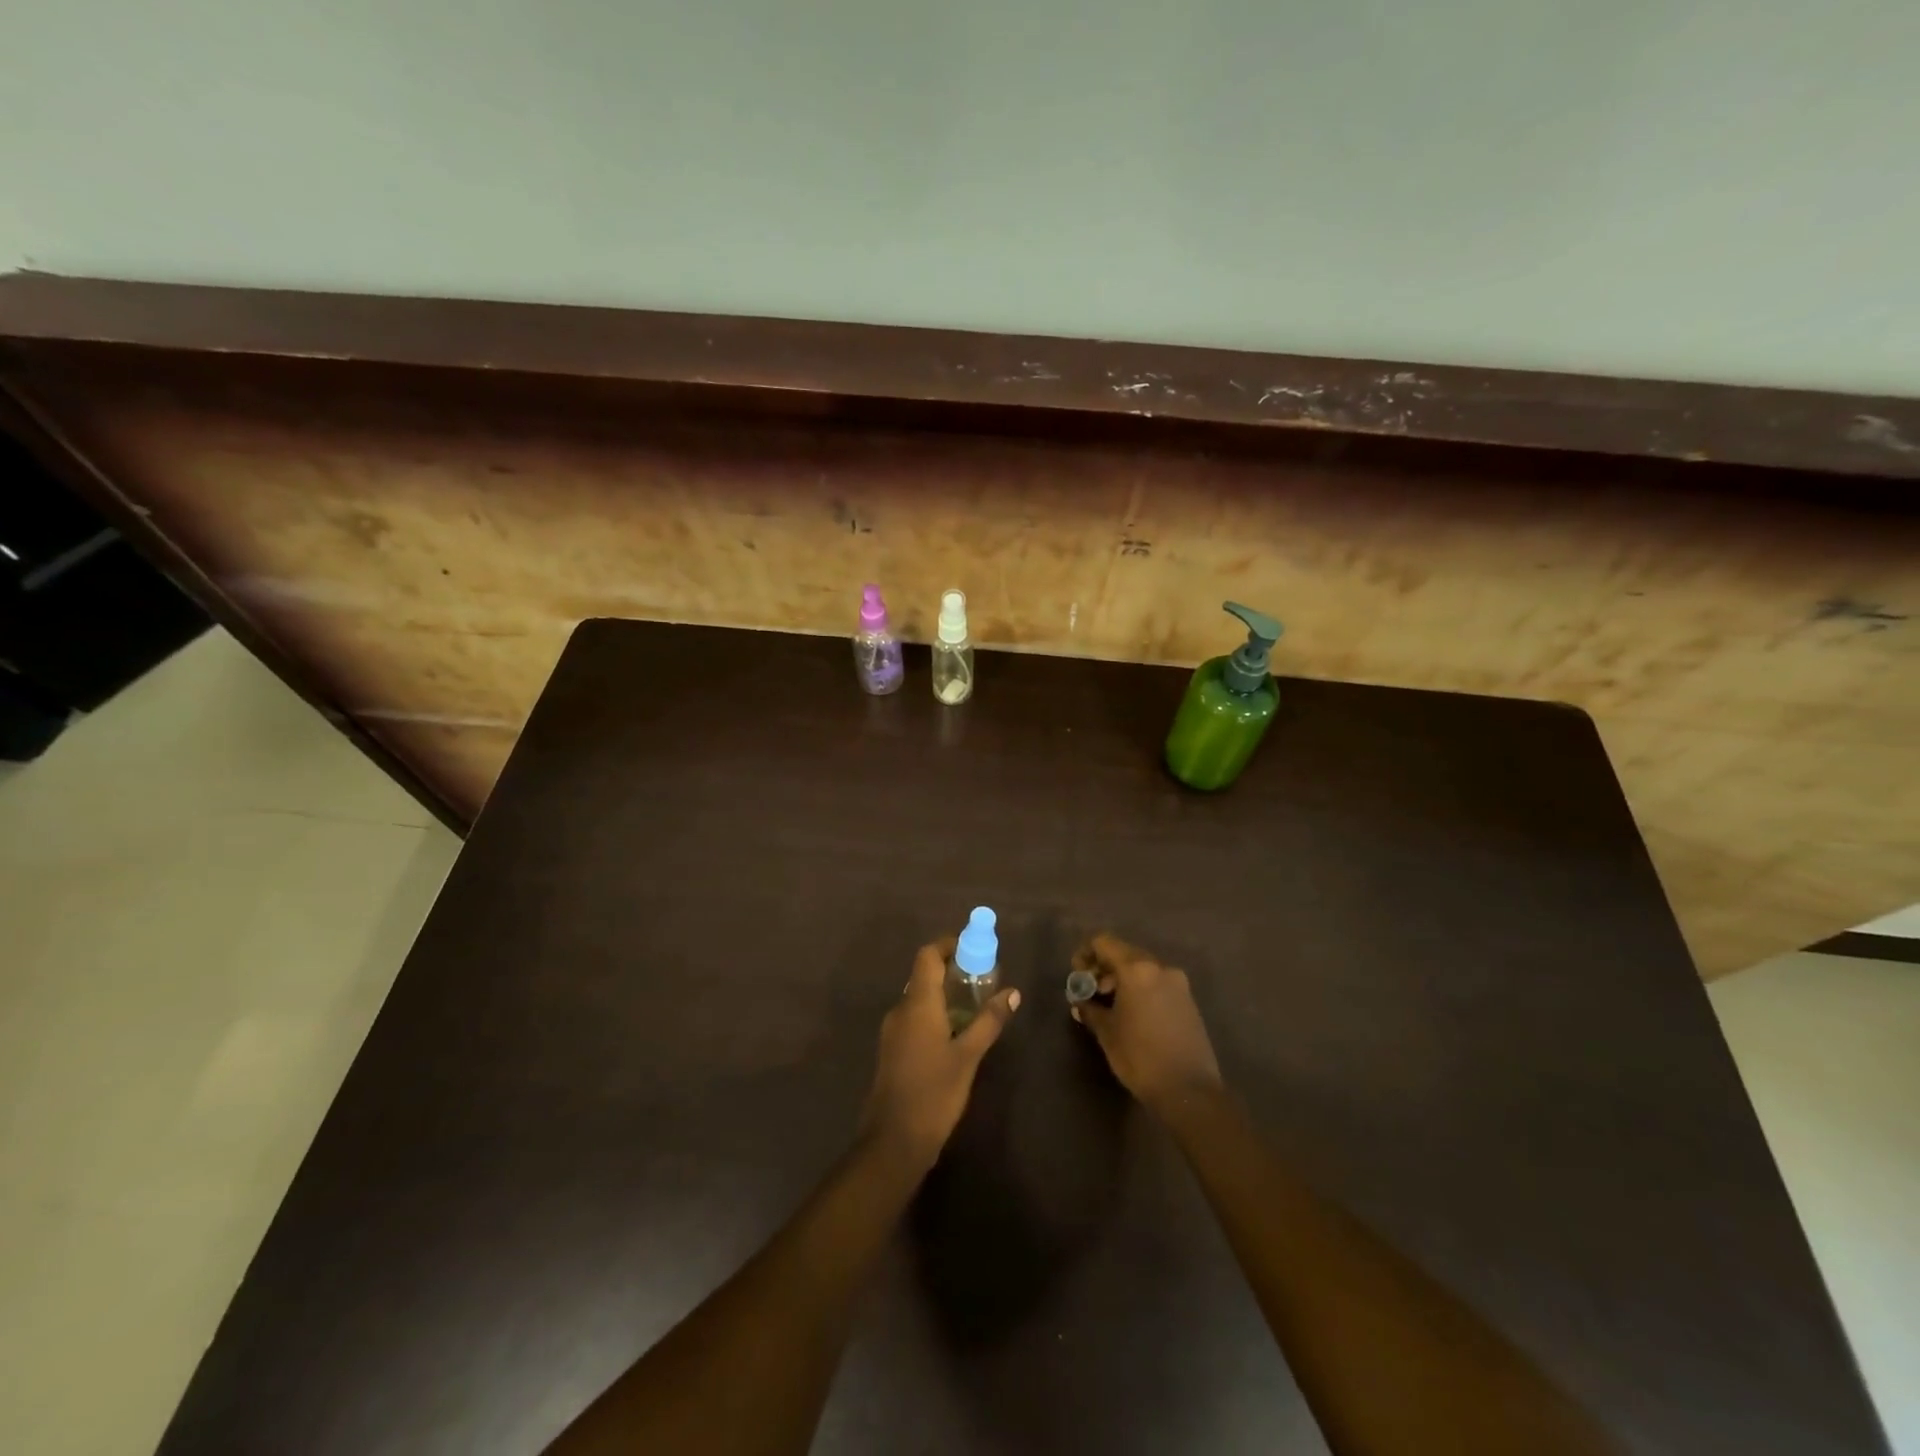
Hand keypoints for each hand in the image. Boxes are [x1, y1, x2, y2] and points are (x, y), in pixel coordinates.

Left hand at [861, 939, 1019, 1167]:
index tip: (973, 948)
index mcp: (918, 1003)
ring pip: (919, 998)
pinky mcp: (892, 1050)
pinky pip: (915, 1018)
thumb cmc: (934, 1092)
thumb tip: (1012, 992)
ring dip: (944, 994)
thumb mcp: (968, 1056)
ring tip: (975, 1006)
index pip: (928, 955)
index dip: (948, 945)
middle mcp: (901, 1009)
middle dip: (952, 970)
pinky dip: (935, 1013)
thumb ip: (989, 1021)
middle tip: (982, 978)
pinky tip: (956, 1033)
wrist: (893, 1140)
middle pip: (923, 974)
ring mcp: (893, 1031)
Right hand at [1072, 933, 1222, 1114]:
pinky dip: (1140, 990)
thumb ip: (1090, 1009)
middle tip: (1090, 994)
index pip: (1104, 942)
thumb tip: (1081, 1001)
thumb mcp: (1107, 1032)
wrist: (1190, 1091)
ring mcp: (1178, 984)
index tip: (1078, 975)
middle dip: (1103, 969)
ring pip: (1142, 970)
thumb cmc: (1141, 1057)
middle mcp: (1160, 968)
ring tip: (1109, 1008)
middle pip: (1124, 954)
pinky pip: (1157, 984)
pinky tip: (1132, 1016)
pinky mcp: (1188, 1001)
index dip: (1086, 954)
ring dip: (1121, 981)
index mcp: (1137, 969)